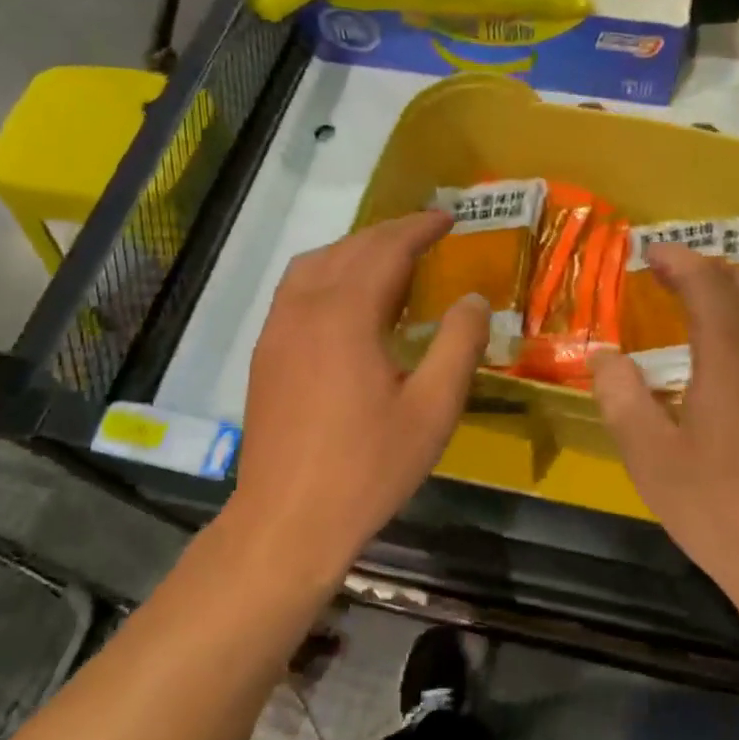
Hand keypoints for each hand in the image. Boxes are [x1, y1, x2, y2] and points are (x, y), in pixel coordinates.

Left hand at [232, 212, 489, 576]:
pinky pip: (297, 289)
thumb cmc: (368, 467)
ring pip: (316, 264)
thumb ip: (458, 345)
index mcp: (346, 315)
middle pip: (350, 249)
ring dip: (356, 250)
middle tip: (428, 235)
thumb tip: (473, 299)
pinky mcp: (265, 352)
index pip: (386, 249)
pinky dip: (328, 273)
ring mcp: (277, 329)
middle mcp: (305, 308)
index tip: (449, 218)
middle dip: (391, 234)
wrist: (287, 521)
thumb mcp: (433, 409)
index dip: (420, 228)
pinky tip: (348, 300)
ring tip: (391, 261)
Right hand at [592, 244, 738, 601]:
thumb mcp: (651, 457)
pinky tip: (737, 351)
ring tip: (700, 303)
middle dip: (704, 269)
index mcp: (731, 357)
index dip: (678, 260)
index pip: (707, 283)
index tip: (649, 252)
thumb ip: (621, 398)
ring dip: (734, 292)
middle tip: (667, 276)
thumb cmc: (719, 508)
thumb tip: (605, 356)